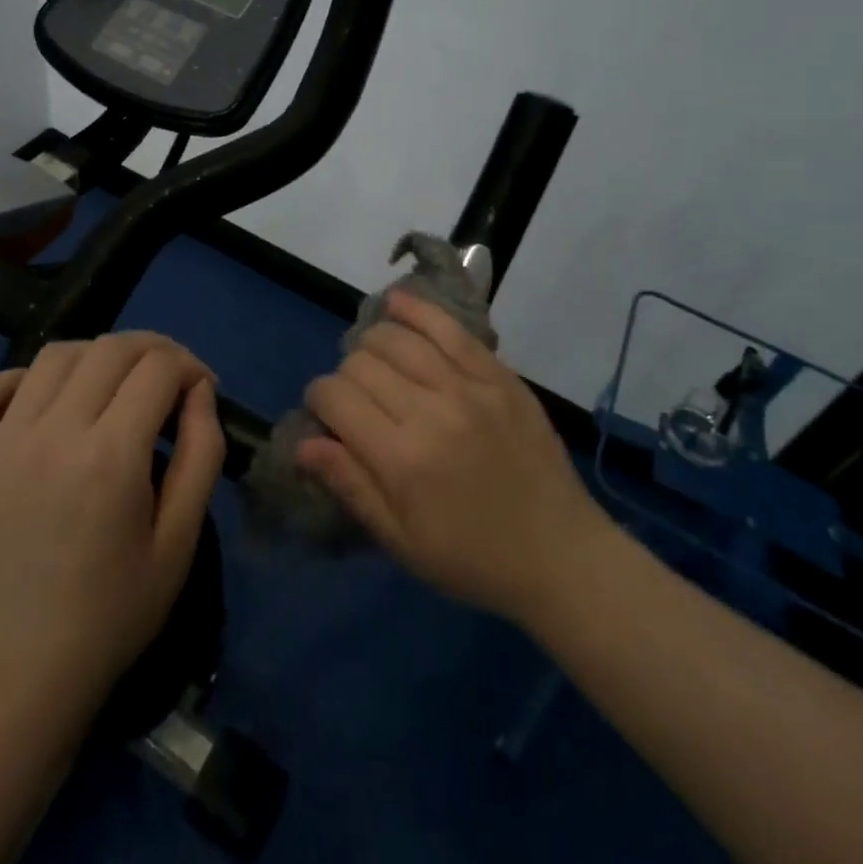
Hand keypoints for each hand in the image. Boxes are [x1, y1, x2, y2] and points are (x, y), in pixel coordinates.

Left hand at [0, 333, 224, 715]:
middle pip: (109, 349)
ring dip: (94, 358)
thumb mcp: (179, 543)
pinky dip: (21, 380)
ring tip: (106, 388)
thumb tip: (200, 391)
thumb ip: (201, 455)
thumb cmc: (109, 615)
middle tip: (163, 378)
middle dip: (150, 350)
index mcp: (110, 458)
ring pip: (52, 357)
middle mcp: (50, 436)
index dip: (188, 365)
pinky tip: (40, 402)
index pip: (157, 368)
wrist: (12, 680)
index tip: (198, 388)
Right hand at [297, 289, 600, 625]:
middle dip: (345, 377)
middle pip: (361, 363)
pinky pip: (449, 328)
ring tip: (377, 364)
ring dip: (373, 344)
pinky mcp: (498, 374)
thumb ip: (350, 484)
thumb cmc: (473, 558)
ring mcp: (468, 387)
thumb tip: (302, 442)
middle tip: (358, 402)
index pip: (335, 397)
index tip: (326, 415)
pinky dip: (417, 310)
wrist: (560, 554)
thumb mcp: (402, 541)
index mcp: (401, 459)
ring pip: (397, 338)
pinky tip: (397, 304)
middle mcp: (430, 411)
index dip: (318, 400)